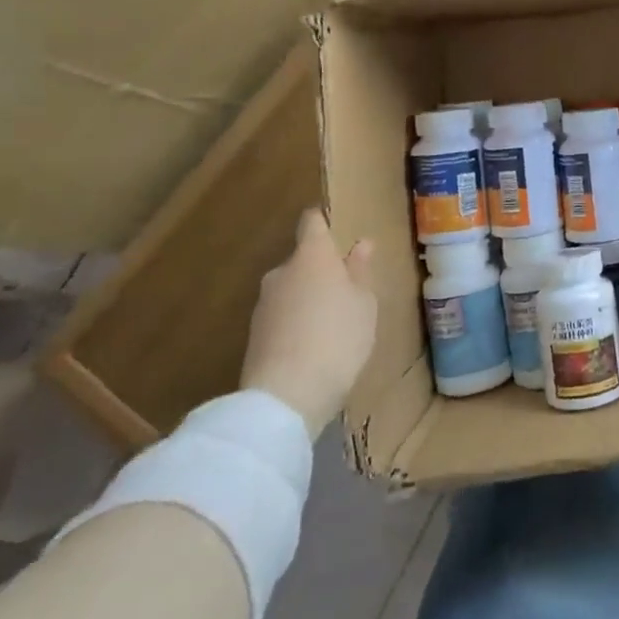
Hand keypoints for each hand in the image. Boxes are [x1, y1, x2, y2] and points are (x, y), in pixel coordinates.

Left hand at [242, 210, 377, 437]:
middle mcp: (282, 272)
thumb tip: (360, 244)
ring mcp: (264, 304)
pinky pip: (282, 316)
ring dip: (308, 299)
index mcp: (312, 257)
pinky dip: (296, 323)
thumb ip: (360, 272)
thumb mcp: (365, 303)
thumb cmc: (338, 337)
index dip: (323, 222)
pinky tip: (313, 346)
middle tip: (347, 291)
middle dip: (321, 270)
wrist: (286, 396)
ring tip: (333, 324)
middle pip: (302, 260)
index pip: (311, 223)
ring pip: (291, 289)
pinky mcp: (254, 335)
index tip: (336, 228)